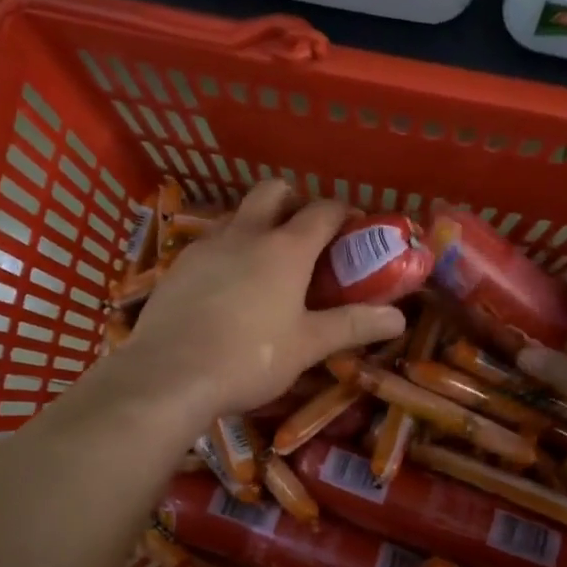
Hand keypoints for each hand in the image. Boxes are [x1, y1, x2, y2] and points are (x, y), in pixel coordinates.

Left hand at [118, 180, 406, 423]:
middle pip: (273, 191)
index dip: (343, 214)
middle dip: (293, 201)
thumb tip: (398, 318)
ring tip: (264, 264)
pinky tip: (225, 288)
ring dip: (256, 224)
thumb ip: (351, 326)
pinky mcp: (176, 266)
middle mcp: (245, 234)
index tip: (354, 229)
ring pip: (236, 215)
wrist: (168, 375)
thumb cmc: (249, 359)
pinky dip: (226, 251)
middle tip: (305, 237)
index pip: (323, 211)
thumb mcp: (307, 346)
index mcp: (285, 248)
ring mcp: (205, 246)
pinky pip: (209, 244)